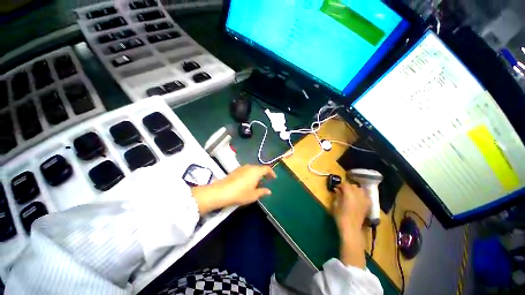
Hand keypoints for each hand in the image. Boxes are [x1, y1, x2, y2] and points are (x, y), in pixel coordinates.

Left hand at [192, 165, 276, 214]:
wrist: (222, 191)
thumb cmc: (240, 193)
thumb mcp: (253, 195)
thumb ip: (262, 192)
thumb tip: (269, 191)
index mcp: (256, 171)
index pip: (267, 168)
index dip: (272, 172)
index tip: (274, 178)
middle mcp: (250, 167)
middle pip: (259, 168)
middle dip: (264, 173)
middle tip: (267, 180)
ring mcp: (242, 168)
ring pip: (253, 169)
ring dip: (257, 174)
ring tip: (258, 182)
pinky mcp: (236, 170)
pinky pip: (246, 170)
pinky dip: (250, 174)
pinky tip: (248, 181)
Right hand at [332, 182, 370, 235]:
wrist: (351, 228)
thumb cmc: (341, 216)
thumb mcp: (335, 204)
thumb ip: (337, 195)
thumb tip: (337, 189)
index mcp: (349, 194)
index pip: (345, 184)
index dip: (340, 185)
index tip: (336, 188)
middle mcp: (358, 195)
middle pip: (353, 186)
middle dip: (347, 187)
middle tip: (342, 190)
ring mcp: (364, 200)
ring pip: (360, 189)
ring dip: (354, 190)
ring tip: (350, 193)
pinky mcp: (367, 205)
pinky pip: (365, 196)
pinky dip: (361, 195)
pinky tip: (357, 198)